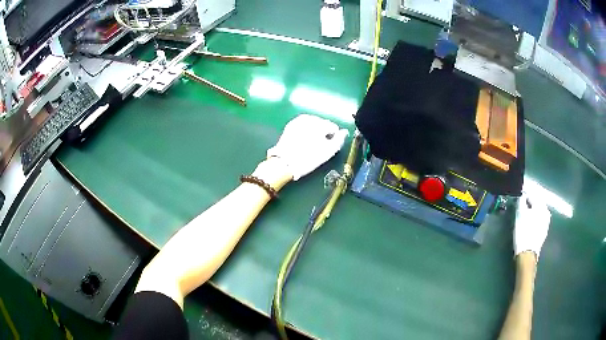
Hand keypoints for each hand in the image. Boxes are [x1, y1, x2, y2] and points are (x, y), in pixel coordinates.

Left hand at [267, 114, 348, 179]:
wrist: (284, 163)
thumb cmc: (309, 158)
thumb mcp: (328, 152)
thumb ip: (339, 140)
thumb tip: (344, 132)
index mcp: (320, 123)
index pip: (333, 127)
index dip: (333, 138)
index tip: (328, 147)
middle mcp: (310, 118)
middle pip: (322, 124)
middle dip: (323, 133)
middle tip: (319, 147)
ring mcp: (298, 120)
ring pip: (312, 124)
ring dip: (314, 131)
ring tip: (310, 145)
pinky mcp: (290, 125)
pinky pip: (303, 126)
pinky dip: (305, 131)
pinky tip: (303, 141)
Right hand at [514, 192, 550, 258]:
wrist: (527, 254)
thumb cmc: (523, 232)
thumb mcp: (519, 214)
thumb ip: (521, 201)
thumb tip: (521, 195)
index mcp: (541, 205)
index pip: (533, 194)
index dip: (525, 192)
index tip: (519, 192)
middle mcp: (546, 211)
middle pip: (537, 202)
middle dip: (530, 200)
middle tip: (522, 200)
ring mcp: (546, 222)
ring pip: (538, 210)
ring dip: (532, 209)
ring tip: (525, 210)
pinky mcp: (544, 231)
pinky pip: (539, 219)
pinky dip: (534, 217)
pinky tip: (529, 220)